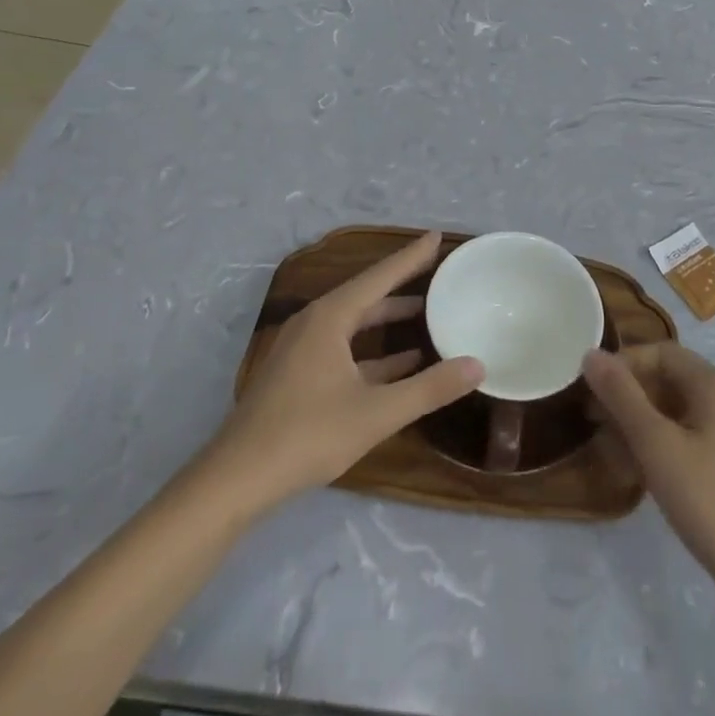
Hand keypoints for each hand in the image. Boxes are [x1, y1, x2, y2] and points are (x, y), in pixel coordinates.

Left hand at [208, 232, 482, 512]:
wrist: (237, 479)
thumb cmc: (308, 435)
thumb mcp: (377, 413)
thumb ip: (429, 389)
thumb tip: (478, 366)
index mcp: (330, 318)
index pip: (379, 276)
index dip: (411, 257)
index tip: (436, 236)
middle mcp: (314, 323)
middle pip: (366, 294)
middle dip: (401, 283)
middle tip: (436, 272)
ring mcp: (302, 349)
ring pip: (354, 322)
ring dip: (388, 318)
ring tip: (425, 313)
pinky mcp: (298, 374)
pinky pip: (344, 347)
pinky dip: (373, 350)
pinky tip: (401, 363)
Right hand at [584, 343, 714, 601]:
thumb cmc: (708, 500)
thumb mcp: (656, 445)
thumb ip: (621, 396)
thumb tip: (590, 354)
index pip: (660, 353)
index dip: (623, 365)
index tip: (591, 392)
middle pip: (669, 380)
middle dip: (628, 397)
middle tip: (593, 422)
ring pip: (678, 412)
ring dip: (640, 424)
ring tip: (609, 450)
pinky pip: (691, 438)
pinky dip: (662, 445)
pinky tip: (639, 472)